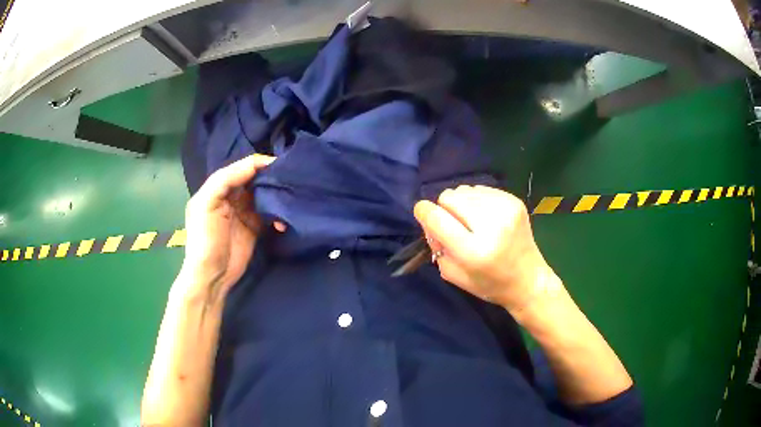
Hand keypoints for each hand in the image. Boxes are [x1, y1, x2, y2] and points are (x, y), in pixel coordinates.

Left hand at [177, 154, 284, 301]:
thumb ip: (225, 180)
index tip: (279, 164)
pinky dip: (278, 216)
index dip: (258, 164)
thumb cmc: (205, 239)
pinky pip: (269, 214)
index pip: (241, 168)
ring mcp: (243, 213)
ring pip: (263, 196)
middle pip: (254, 180)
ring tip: (289, 198)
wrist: (212, 276)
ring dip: (276, 196)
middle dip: (271, 178)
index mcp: (217, 188)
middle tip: (289, 178)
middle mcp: (231, 197)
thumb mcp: (207, 204)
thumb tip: (255, 165)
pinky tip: (282, 222)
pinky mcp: (254, 227)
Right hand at [413, 185, 562, 313]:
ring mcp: (506, 210)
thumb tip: (429, 218)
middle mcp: (491, 226)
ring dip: (462, 203)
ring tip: (472, 222)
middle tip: (454, 225)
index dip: (423, 212)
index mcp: (473, 251)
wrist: (528, 279)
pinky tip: (486, 217)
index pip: (437, 218)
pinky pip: (481, 190)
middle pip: (449, 197)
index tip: (423, 214)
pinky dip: (477, 201)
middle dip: (445, 209)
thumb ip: (436, 244)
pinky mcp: (515, 201)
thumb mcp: (452, 274)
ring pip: (464, 190)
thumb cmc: (489, 284)